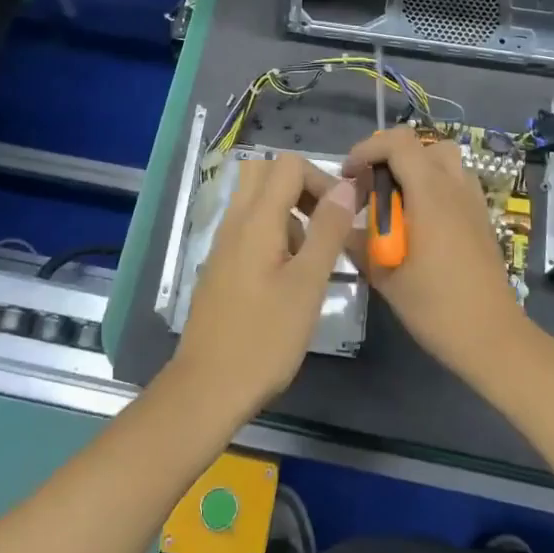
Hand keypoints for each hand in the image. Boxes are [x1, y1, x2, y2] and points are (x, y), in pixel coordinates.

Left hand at [172, 155, 356, 423]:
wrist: (207, 387)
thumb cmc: (264, 337)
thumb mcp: (307, 284)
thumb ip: (328, 231)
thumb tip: (346, 187)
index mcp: (256, 219)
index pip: (288, 165)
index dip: (321, 179)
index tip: (342, 215)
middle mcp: (235, 222)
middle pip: (266, 174)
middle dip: (302, 188)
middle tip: (325, 225)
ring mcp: (224, 244)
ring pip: (257, 201)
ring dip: (289, 214)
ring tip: (311, 260)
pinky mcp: (222, 266)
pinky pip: (249, 229)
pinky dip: (274, 235)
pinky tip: (288, 280)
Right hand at [342, 127, 528, 383]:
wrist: (492, 337)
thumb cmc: (435, 306)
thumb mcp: (384, 276)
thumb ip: (359, 242)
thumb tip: (342, 224)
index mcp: (430, 193)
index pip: (398, 143)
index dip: (367, 149)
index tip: (348, 175)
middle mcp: (454, 187)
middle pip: (421, 144)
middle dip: (388, 156)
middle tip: (370, 187)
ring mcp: (473, 200)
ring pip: (442, 159)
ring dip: (414, 168)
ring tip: (395, 200)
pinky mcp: (481, 217)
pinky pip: (455, 181)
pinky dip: (433, 185)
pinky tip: (420, 221)